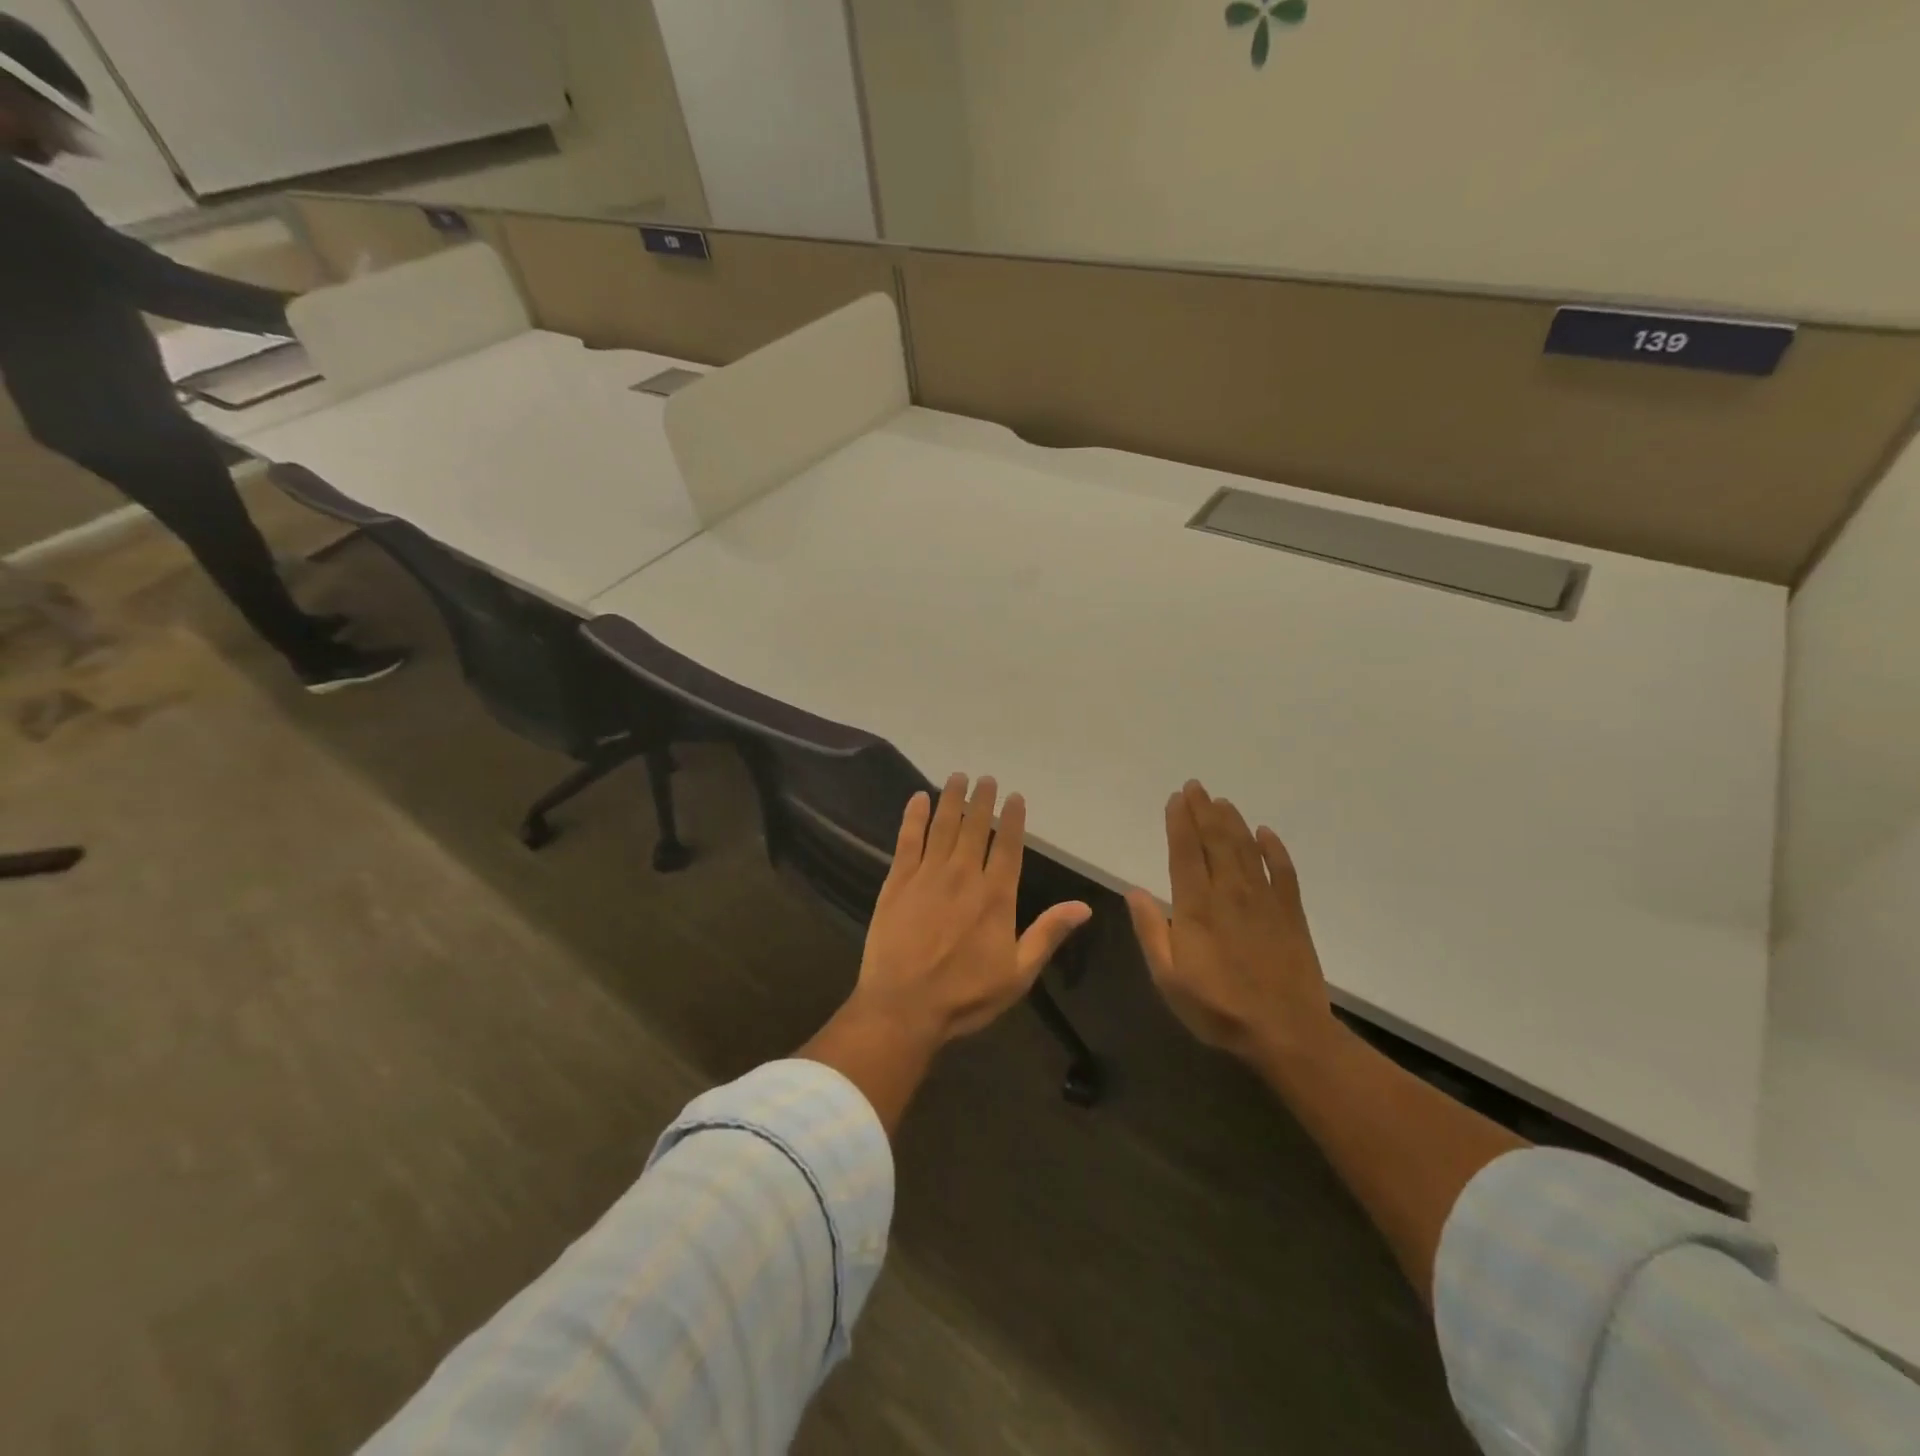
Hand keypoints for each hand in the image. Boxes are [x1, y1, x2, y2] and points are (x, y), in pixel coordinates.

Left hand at [852, 774, 1091, 1044]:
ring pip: (943, 826)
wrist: (903, 1007)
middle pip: (975, 828)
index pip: (1009, 846)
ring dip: (952, 799)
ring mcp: (928, 875)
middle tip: (986, 778)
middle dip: (982, 800)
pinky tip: (918, 798)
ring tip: (958, 777)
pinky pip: (907, 839)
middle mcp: (964, 875)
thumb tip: (1084, 906)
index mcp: (996, 896)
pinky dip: (914, 816)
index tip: (1014, 796)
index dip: (1012, 819)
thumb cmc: (965, 995)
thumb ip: (1048, 934)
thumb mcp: (1018, 973)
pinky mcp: (898, 881)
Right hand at [1125, 780, 1334, 1069]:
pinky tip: (1266, 833)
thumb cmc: (1218, 1009)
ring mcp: (1265, 900)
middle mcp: (1230, 893)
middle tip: (1196, 786)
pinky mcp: (1291, 913)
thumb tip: (1133, 891)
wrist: (1286, 1033)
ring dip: (1232, 822)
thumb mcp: (1168, 978)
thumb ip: (1152, 931)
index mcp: (1197, 907)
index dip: (1179, 822)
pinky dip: (1274, 849)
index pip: (1185, 853)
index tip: (1175, 798)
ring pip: (1246, 849)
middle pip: (1216, 841)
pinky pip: (1283, 871)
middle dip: (1204, 811)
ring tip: (1221, 801)